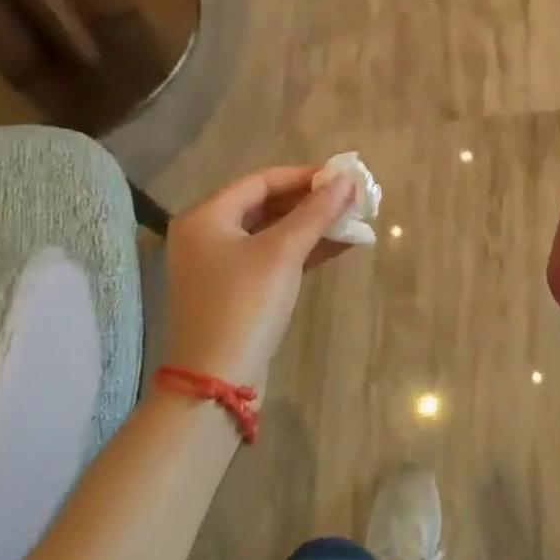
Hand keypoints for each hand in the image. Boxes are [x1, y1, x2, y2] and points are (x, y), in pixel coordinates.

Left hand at [159, 166, 357, 392]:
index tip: (342, 176)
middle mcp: (207, 235)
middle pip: (266, 204)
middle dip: (311, 201)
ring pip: (272, 232)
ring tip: (353, 220)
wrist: (216, 384)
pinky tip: (339, 245)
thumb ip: (316, 212)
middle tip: (351, 198)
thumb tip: (347, 180)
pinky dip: (302, 250)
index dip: (304, 176)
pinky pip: (272, 257)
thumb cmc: (245, 304)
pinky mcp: (235, 291)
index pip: (261, 180)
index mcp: (206, 217)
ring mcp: (219, 265)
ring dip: (311, 225)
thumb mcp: (283, 252)